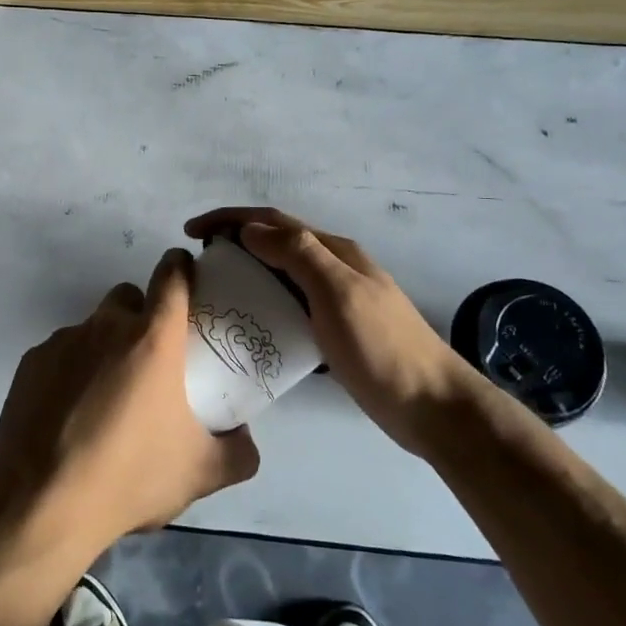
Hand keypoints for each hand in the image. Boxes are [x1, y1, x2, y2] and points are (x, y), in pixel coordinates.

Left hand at [0, 248, 259, 560]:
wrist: (42, 502)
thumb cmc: (130, 476)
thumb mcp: (201, 472)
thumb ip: (238, 451)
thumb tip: (246, 438)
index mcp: (152, 338)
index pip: (171, 276)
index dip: (181, 267)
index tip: (186, 273)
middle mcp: (106, 326)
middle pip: (127, 297)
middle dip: (140, 314)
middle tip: (148, 359)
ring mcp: (62, 341)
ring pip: (91, 328)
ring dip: (104, 348)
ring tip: (105, 399)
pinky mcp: (31, 362)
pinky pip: (59, 354)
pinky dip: (70, 372)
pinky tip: (70, 416)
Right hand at [185, 208, 483, 455]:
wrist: (433, 406)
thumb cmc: (382, 347)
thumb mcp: (338, 293)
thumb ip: (297, 255)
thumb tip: (250, 229)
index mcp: (334, 251)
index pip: (273, 221)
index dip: (230, 219)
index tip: (192, 231)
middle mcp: (334, 268)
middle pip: (276, 243)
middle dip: (235, 242)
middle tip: (200, 263)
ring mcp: (337, 301)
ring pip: (282, 275)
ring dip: (248, 272)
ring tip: (216, 291)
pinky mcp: (335, 332)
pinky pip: (290, 307)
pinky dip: (265, 305)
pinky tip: (249, 325)